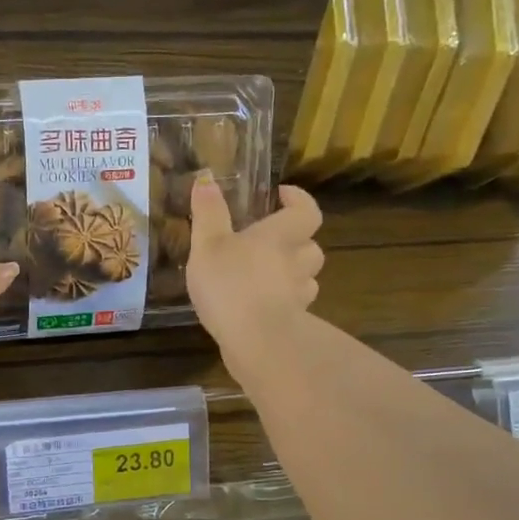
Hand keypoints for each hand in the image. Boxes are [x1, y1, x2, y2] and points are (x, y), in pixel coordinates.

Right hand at [186, 173, 323, 373]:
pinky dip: (283, 304)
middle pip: (312, 248)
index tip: (283, 196)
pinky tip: (262, 309)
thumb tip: (206, 178)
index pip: (306, 211)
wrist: (257, 341)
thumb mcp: (208, 245)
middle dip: (299, 242)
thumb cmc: (231, 284)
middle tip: (275, 242)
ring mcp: (298, 297)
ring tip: (269, 277)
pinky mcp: (293, 325)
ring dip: (295, 275)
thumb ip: (208, 213)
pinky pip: (294, 309)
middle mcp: (296, 263)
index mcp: (280, 237)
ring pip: (307, 280)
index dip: (299, 200)